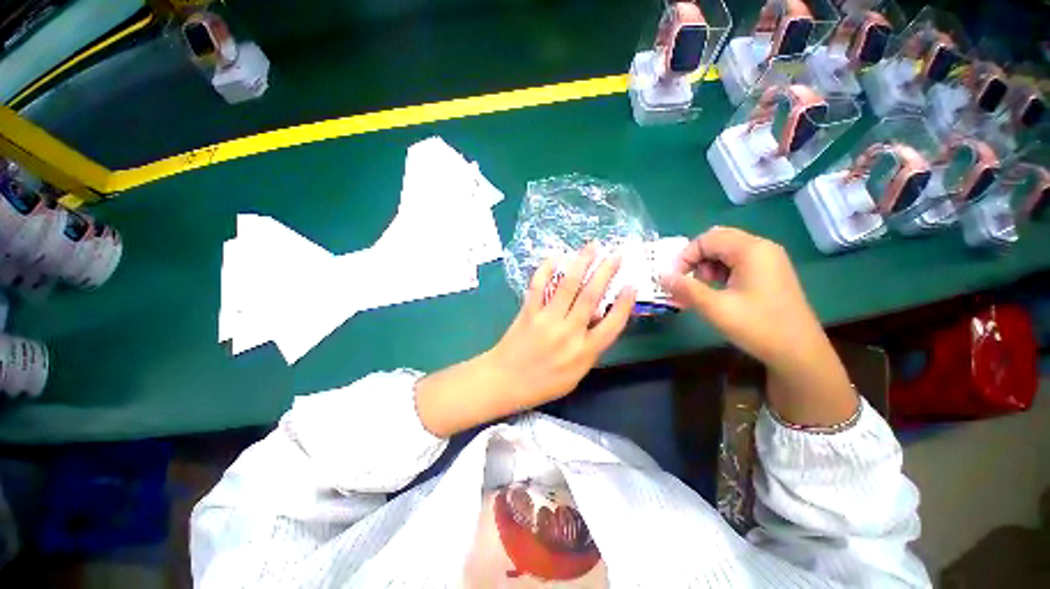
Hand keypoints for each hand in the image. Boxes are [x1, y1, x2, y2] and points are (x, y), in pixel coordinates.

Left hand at [415, 245, 635, 436]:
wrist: (505, 381)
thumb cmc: (543, 383)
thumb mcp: (575, 375)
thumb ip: (590, 349)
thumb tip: (599, 321)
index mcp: (583, 352)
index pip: (612, 324)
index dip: (625, 304)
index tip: (632, 285)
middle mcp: (568, 333)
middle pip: (591, 297)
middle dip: (606, 273)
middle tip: (617, 254)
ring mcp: (546, 320)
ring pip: (567, 286)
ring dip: (582, 263)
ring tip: (593, 247)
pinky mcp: (528, 312)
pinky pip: (538, 286)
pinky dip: (546, 269)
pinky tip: (555, 257)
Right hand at [661, 227, 856, 426]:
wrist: (799, 353)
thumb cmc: (758, 327)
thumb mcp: (715, 308)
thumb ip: (686, 289)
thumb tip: (662, 276)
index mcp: (751, 250)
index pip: (707, 239)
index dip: (685, 256)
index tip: (674, 279)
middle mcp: (761, 248)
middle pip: (717, 241)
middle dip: (696, 260)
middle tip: (689, 282)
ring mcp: (768, 260)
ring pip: (726, 251)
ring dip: (707, 266)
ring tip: (703, 290)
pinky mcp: (769, 273)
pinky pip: (737, 262)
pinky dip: (720, 272)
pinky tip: (718, 292)